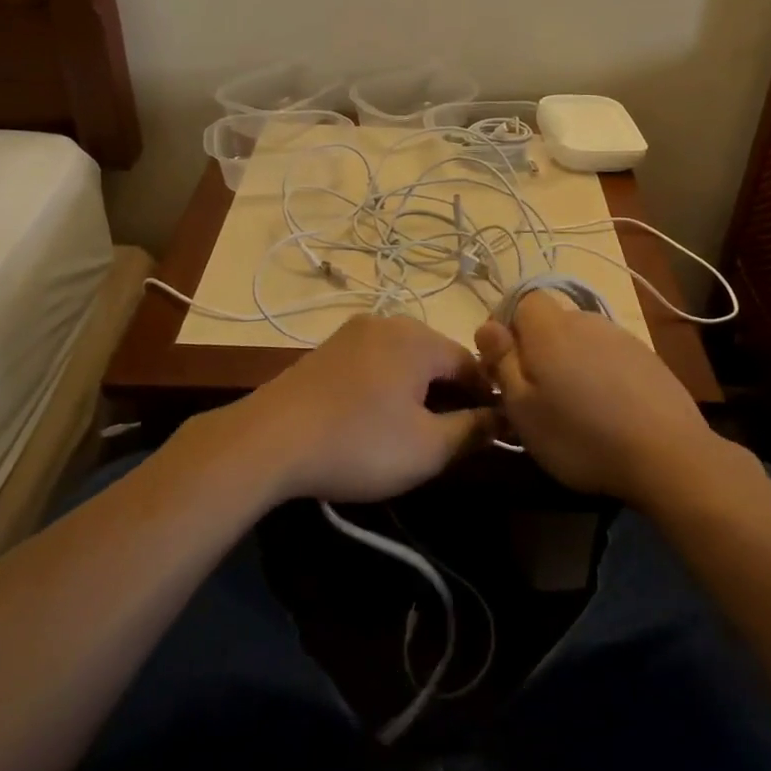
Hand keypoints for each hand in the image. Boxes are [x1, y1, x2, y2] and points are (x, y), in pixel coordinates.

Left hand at [225, 315, 489, 503]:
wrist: (268, 441)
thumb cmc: (359, 443)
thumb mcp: (428, 448)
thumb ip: (473, 430)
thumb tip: (502, 417)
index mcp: (419, 338)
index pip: (471, 364)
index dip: (486, 398)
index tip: (491, 431)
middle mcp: (388, 322)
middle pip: (435, 358)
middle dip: (450, 395)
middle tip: (452, 437)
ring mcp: (351, 333)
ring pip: (403, 360)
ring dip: (417, 392)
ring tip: (414, 432)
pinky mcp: (326, 351)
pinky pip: (373, 364)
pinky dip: (385, 387)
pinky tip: (375, 420)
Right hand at [476, 291, 717, 507]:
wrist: (667, 454)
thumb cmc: (580, 435)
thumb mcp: (522, 408)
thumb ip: (502, 362)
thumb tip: (487, 326)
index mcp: (550, 329)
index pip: (522, 300)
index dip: (508, 327)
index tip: (504, 365)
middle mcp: (587, 321)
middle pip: (552, 322)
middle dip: (537, 349)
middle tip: (535, 395)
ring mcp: (623, 338)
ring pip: (582, 341)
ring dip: (570, 363)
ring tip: (574, 408)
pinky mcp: (649, 359)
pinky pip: (610, 358)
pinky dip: (601, 376)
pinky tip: (609, 412)